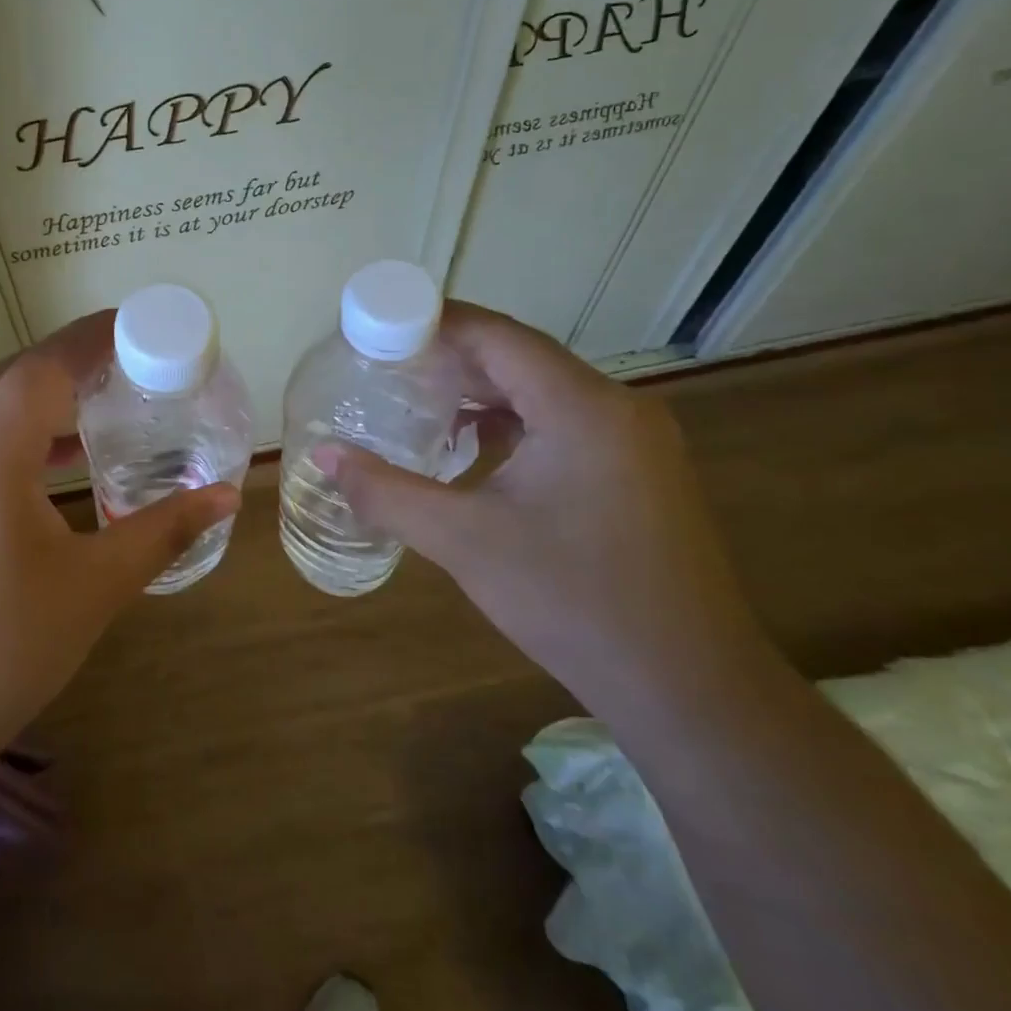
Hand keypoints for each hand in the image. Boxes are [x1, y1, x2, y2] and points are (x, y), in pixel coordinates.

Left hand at [0, 312, 238, 778]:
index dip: (90, 339)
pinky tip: (37, 470)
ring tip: (87, 414)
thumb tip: (225, 497)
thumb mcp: (93, 589)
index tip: (133, 325)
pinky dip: (1, 435)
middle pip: (6, 377)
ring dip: (30, 401)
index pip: (44, 368)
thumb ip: (162, 532)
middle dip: (63, 365)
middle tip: (119, 369)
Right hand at [318, 303, 769, 718]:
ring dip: (481, 389)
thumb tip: (323, 456)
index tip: (377, 327)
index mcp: (581, 407)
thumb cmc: (572, 601)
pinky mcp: (636, 470)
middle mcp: (615, 406)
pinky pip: (562, 420)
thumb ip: (386, 492)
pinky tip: (471, 446)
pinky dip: (512, 420)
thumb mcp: (464, 541)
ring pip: (542, 389)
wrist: (687, 687)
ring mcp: (633, 439)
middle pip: (520, 356)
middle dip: (450, 356)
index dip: (434, 323)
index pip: (497, 335)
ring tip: (417, 401)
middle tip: (384, 365)